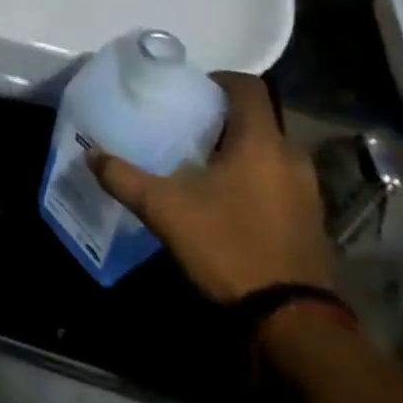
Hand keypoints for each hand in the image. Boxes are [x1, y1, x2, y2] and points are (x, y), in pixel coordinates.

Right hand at [89, 72, 332, 302]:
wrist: (291, 322)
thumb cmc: (228, 245)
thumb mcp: (164, 209)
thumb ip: (124, 177)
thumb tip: (91, 155)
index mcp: (262, 141)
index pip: (247, 86)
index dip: (218, 80)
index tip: (188, 91)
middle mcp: (291, 156)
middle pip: (257, 118)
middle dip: (222, 118)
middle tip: (185, 127)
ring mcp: (307, 190)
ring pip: (268, 151)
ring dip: (239, 150)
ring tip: (200, 163)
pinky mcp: (311, 220)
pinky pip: (278, 180)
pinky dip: (253, 178)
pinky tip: (225, 200)